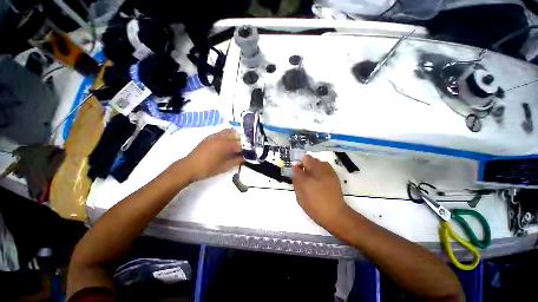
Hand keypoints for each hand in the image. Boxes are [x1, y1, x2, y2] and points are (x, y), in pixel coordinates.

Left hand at [184, 129, 244, 182]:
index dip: (245, 149)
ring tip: (238, 142)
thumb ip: (236, 161)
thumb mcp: (224, 167)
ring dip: (235, 136)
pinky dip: (227, 134)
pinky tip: (227, 141)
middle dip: (242, 141)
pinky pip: (221, 132)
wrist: (189, 167)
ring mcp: (214, 136)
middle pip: (236, 136)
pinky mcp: (209, 137)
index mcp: (225, 145)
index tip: (249, 153)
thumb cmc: (208, 168)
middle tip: (245, 147)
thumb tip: (245, 158)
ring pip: (228, 132)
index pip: (240, 145)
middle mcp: (221, 138)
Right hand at [292, 155, 349, 230]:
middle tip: (304, 174)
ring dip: (312, 165)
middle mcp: (317, 171)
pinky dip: (320, 168)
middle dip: (303, 164)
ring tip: (313, 175)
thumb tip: (295, 170)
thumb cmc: (314, 207)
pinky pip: (324, 165)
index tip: (296, 173)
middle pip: (307, 158)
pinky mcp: (334, 174)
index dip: (296, 168)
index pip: (297, 166)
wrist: (335, 213)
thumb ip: (296, 181)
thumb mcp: (300, 196)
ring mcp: (327, 171)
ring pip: (316, 160)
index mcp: (306, 178)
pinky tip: (320, 177)